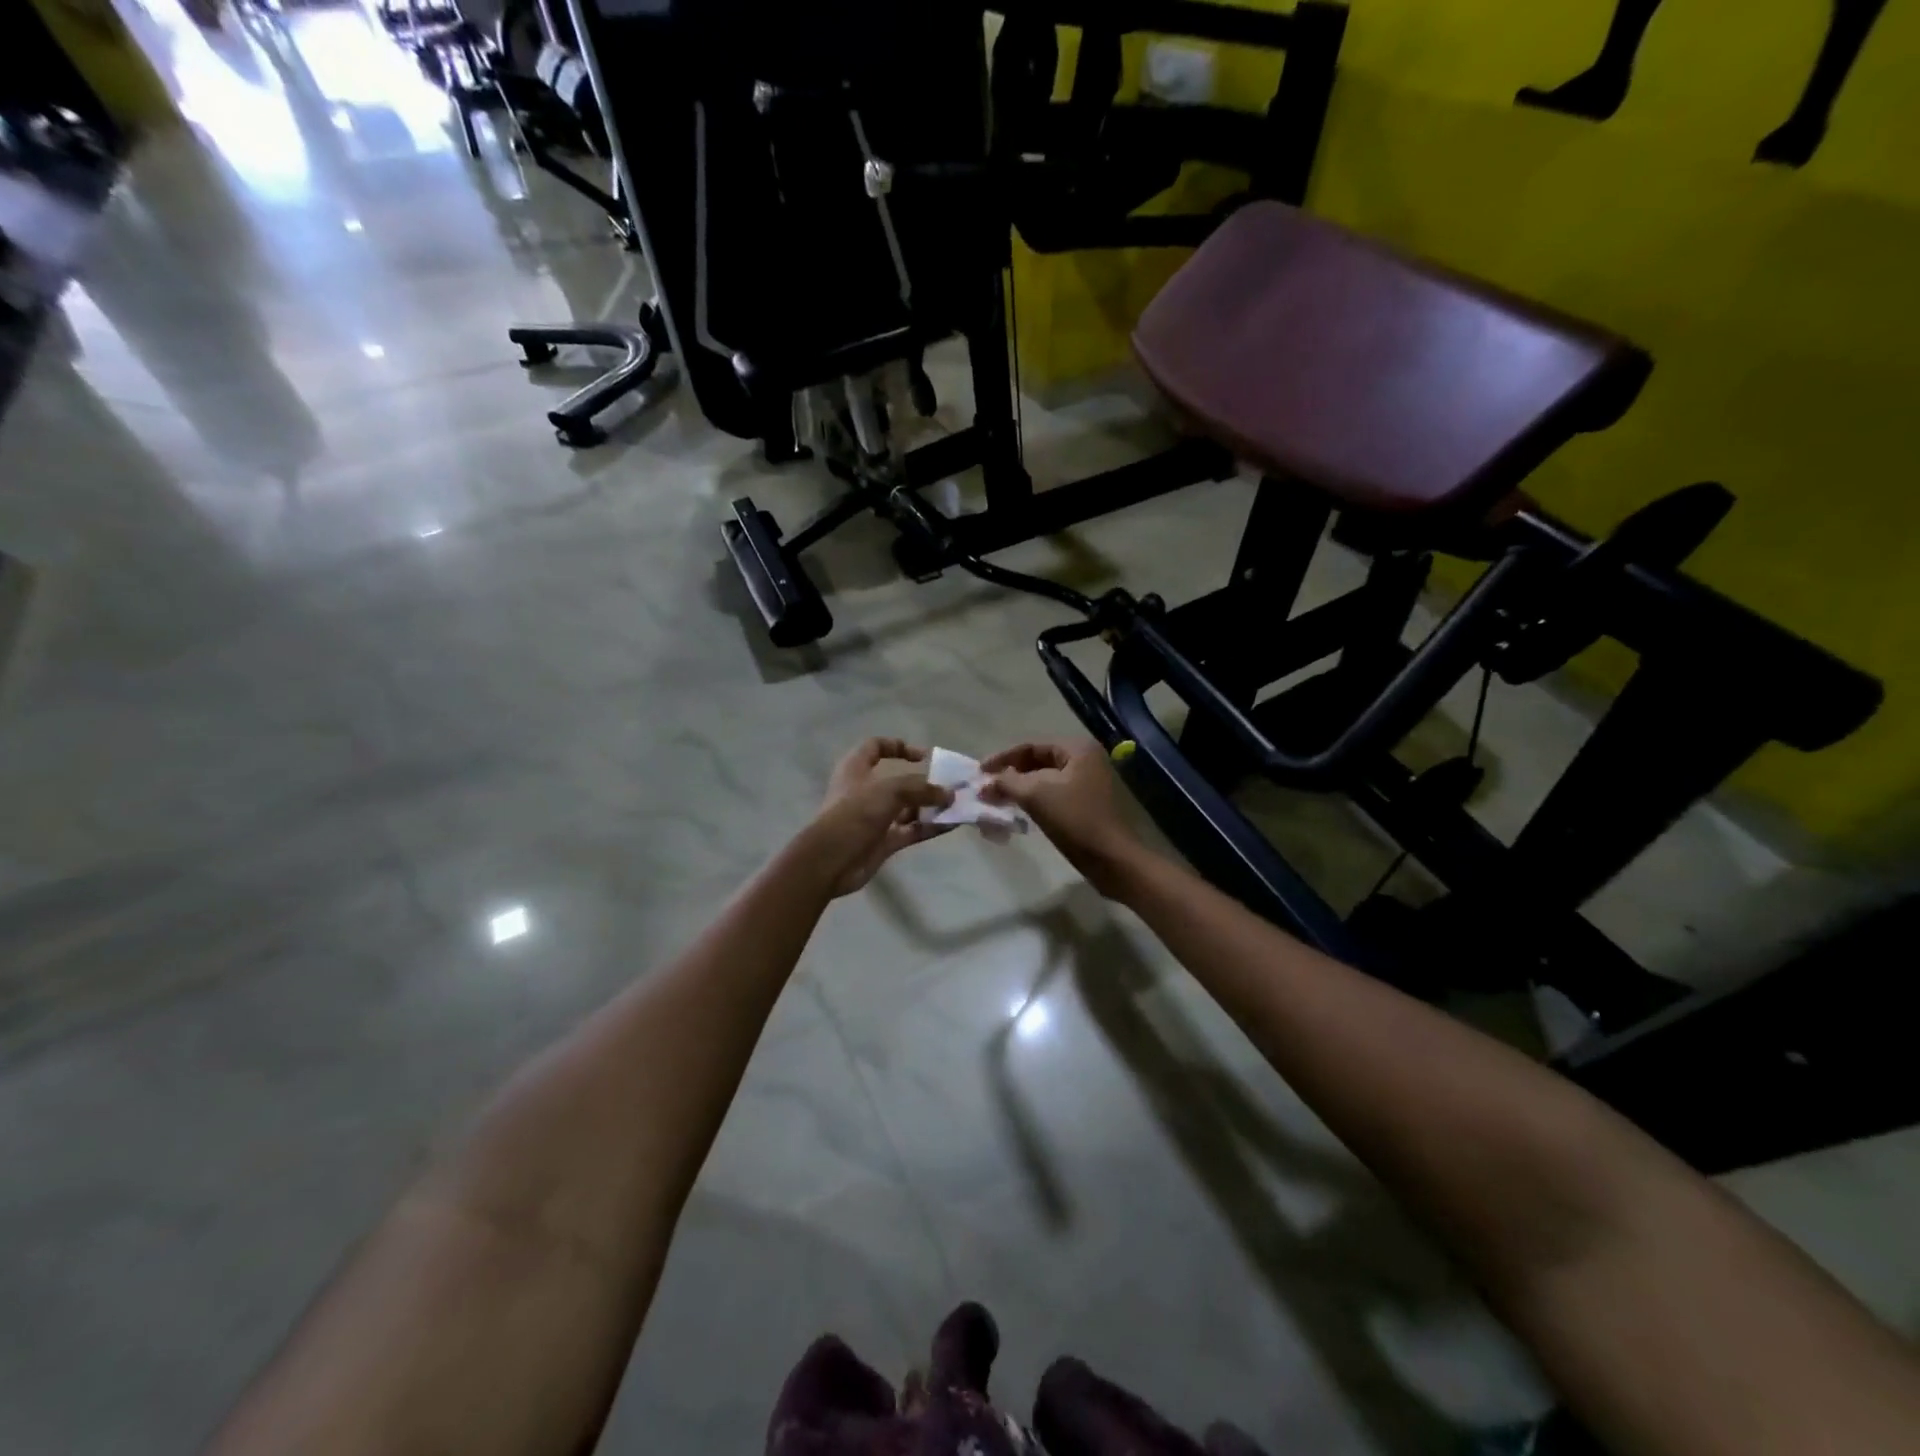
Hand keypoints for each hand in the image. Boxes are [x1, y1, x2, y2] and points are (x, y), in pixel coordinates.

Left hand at [807, 739, 953, 896]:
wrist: (831, 860)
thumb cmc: (856, 812)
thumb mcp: (891, 790)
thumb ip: (922, 788)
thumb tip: (949, 794)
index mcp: (856, 768)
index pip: (876, 746)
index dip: (899, 746)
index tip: (924, 756)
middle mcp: (866, 790)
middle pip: (899, 780)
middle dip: (925, 782)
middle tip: (950, 785)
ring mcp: (875, 817)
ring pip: (908, 807)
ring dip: (931, 806)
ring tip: (956, 806)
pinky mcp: (883, 841)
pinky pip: (911, 830)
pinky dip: (930, 827)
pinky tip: (952, 825)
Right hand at [980, 739, 1142, 894]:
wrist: (1109, 858)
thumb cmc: (1074, 818)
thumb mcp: (1035, 794)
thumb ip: (1006, 782)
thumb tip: (985, 783)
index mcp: (1076, 749)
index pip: (1031, 746)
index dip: (1002, 758)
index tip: (979, 773)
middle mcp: (1084, 760)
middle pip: (1037, 761)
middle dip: (1010, 774)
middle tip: (986, 788)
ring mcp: (1086, 782)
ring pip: (1043, 779)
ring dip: (1019, 788)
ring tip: (995, 800)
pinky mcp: (1084, 804)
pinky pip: (1051, 794)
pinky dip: (1032, 800)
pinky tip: (1016, 810)